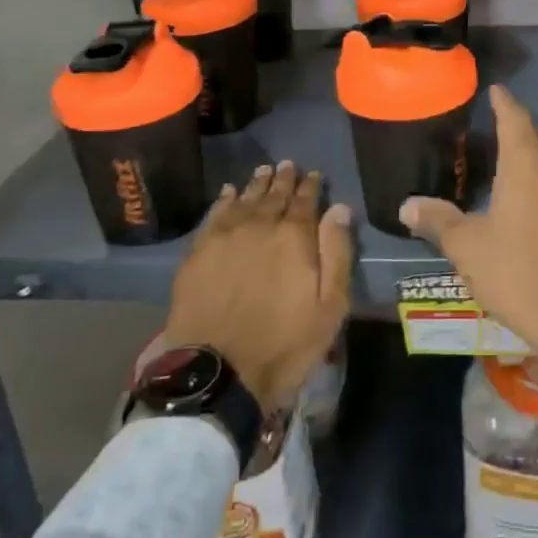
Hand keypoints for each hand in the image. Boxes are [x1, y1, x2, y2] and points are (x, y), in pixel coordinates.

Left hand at [161, 162, 353, 410]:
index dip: (311, 186)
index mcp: (294, 237)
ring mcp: (225, 237)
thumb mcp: (329, 306)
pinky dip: (224, 200)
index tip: (314, 174)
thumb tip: (339, 208)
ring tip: (263, 170)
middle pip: (274, 195)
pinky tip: (228, 193)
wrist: (218, 372)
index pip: (305, 201)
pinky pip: (214, 215)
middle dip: (284, 179)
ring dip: (256, 184)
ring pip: (244, 200)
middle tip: (288, 165)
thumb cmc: (285, 344)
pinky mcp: (198, 253)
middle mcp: (260, 226)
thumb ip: (336, 252)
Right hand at [401, 87, 537, 406]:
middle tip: (494, 122)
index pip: (515, 118)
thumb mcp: (467, 247)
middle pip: (537, 134)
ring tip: (508, 154)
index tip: (494, 89)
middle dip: (518, 124)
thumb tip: (407, 204)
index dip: (503, 102)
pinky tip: (528, 195)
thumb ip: (438, 220)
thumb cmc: (518, 272)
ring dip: (533, 150)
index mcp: (527, 165)